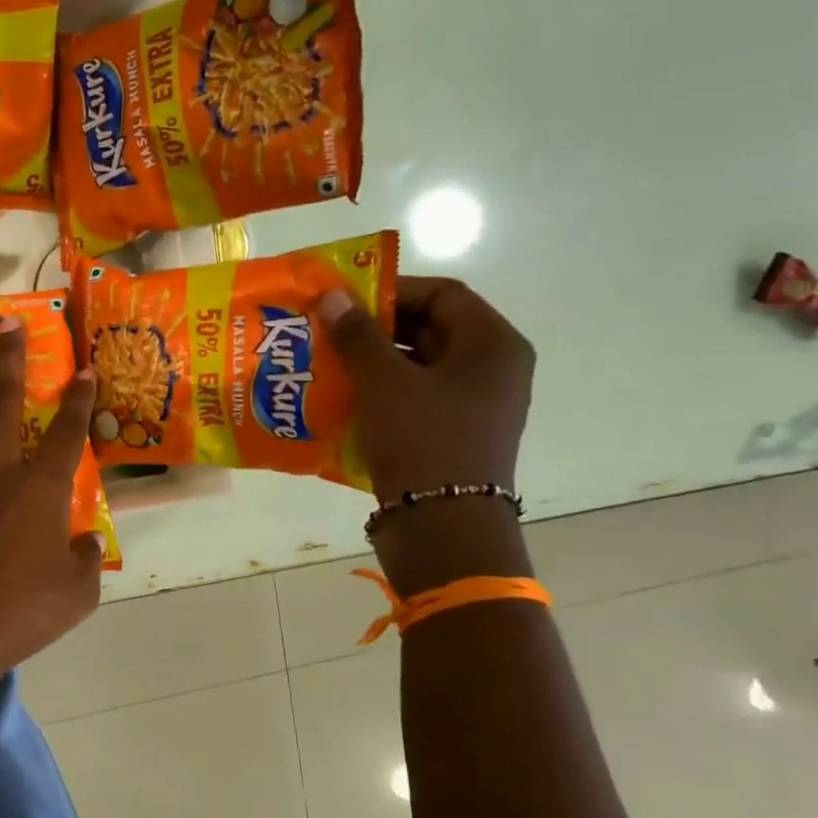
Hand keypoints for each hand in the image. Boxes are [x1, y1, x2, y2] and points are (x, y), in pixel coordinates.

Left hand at [0, 317, 105, 683]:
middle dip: (9, 361)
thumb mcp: (77, 593)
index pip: (68, 434)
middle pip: (5, 406)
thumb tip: (88, 543)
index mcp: (41, 489)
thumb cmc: (22, 610)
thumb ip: (86, 561)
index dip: (79, 400)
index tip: (84, 368)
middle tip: (5, 323)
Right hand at [318, 277, 534, 503]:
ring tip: (326, 365)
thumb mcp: (385, 383)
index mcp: (492, 345)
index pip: (443, 294)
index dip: (391, 291)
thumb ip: (358, 336)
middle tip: (327, 333)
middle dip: (375, 329)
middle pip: (430, 329)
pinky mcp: (453, 435)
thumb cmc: (422, 441)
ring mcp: (474, 405)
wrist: (442, 527)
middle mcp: (491, 369)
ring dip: (372, 363)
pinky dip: (380, 394)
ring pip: (418, 367)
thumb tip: (333, 295)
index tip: (344, 303)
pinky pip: (414, 399)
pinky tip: (341, 401)